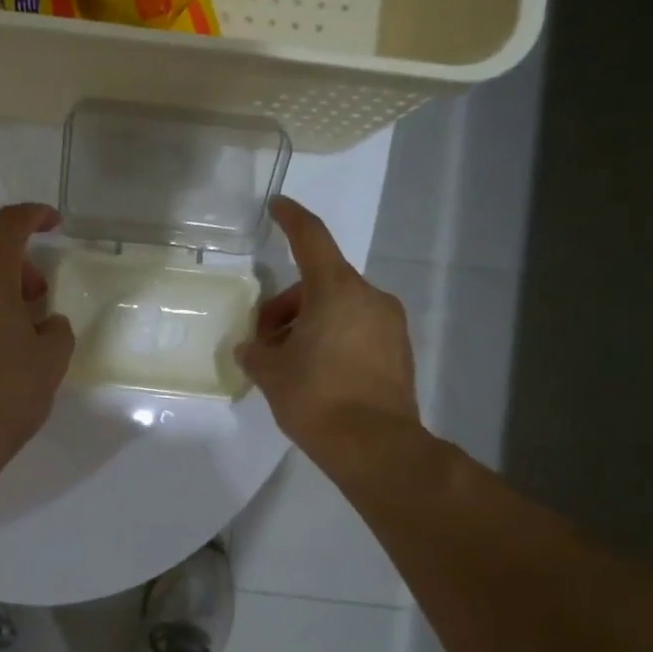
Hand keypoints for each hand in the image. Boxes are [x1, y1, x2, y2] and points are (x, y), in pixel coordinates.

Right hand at [236, 196, 423, 465]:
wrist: (375, 446)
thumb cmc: (316, 398)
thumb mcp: (272, 373)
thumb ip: (256, 353)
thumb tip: (252, 350)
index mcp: (336, 290)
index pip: (311, 239)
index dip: (292, 218)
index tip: (278, 205)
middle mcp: (369, 297)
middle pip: (320, 283)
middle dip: (287, 305)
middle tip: (263, 340)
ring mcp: (390, 324)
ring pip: (340, 308)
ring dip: (309, 323)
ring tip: (286, 362)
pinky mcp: (399, 351)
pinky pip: (358, 330)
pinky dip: (333, 338)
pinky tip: (315, 372)